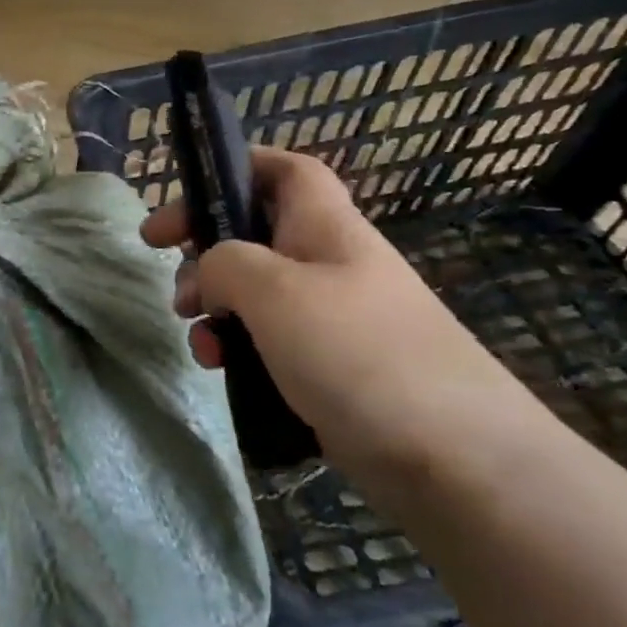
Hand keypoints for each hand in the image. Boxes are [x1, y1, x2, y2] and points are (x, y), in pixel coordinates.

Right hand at [142, 147, 522, 481]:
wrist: (458, 461)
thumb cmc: (358, 353)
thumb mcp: (273, 290)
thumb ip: (223, 262)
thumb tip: (209, 272)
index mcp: (326, 228)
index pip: (286, 170)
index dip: (238, 165)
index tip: (187, 190)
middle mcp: (331, 264)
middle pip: (257, 234)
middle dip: (205, 250)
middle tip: (168, 275)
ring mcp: (334, 318)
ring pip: (256, 292)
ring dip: (214, 307)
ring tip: (197, 337)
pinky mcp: (332, 367)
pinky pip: (270, 340)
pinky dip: (237, 346)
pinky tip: (221, 369)